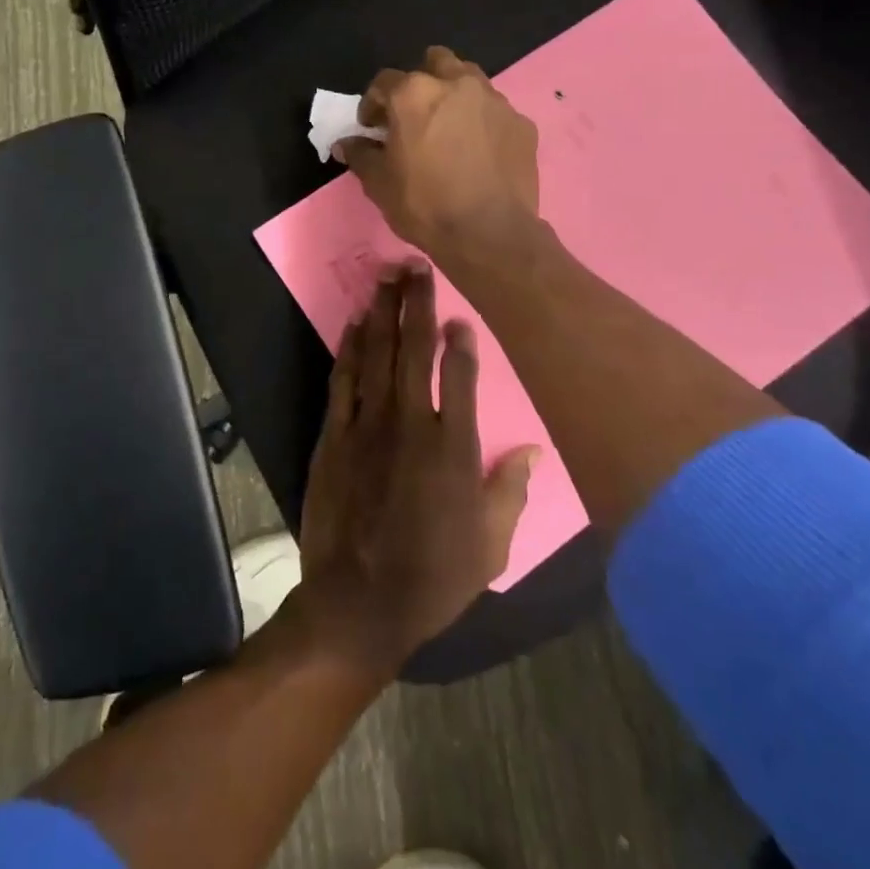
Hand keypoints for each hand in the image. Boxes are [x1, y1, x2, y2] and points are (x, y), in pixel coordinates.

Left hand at [294, 265, 537, 678]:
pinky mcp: (335, 434)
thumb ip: (511, 489)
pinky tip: (355, 323)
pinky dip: (350, 347)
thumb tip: (534, 449)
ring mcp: (369, 425)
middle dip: (417, 303)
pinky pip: (344, 379)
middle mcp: (412, 423)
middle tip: (415, 265)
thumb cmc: (433, 577)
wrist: (359, 603)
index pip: (461, 375)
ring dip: (383, 312)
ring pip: (377, 354)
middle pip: (415, 349)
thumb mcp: (490, 544)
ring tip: (386, 276)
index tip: (460, 314)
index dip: (461, 340)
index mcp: (455, 448)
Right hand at [336, 47, 539, 265]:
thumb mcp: (379, 184)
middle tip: (414, 115)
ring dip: (454, 94)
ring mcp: (494, 101)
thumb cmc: (425, 205)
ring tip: (449, 126)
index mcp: (414, 94)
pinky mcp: (522, 123)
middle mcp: (456, 84)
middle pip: (435, 62)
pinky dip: (482, 122)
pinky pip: (495, 112)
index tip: (372, 128)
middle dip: (421, 81)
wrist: (490, 233)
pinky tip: (479, 151)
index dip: (372, 104)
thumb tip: (346, 143)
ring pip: (470, 79)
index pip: (384, 82)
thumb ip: (361, 155)